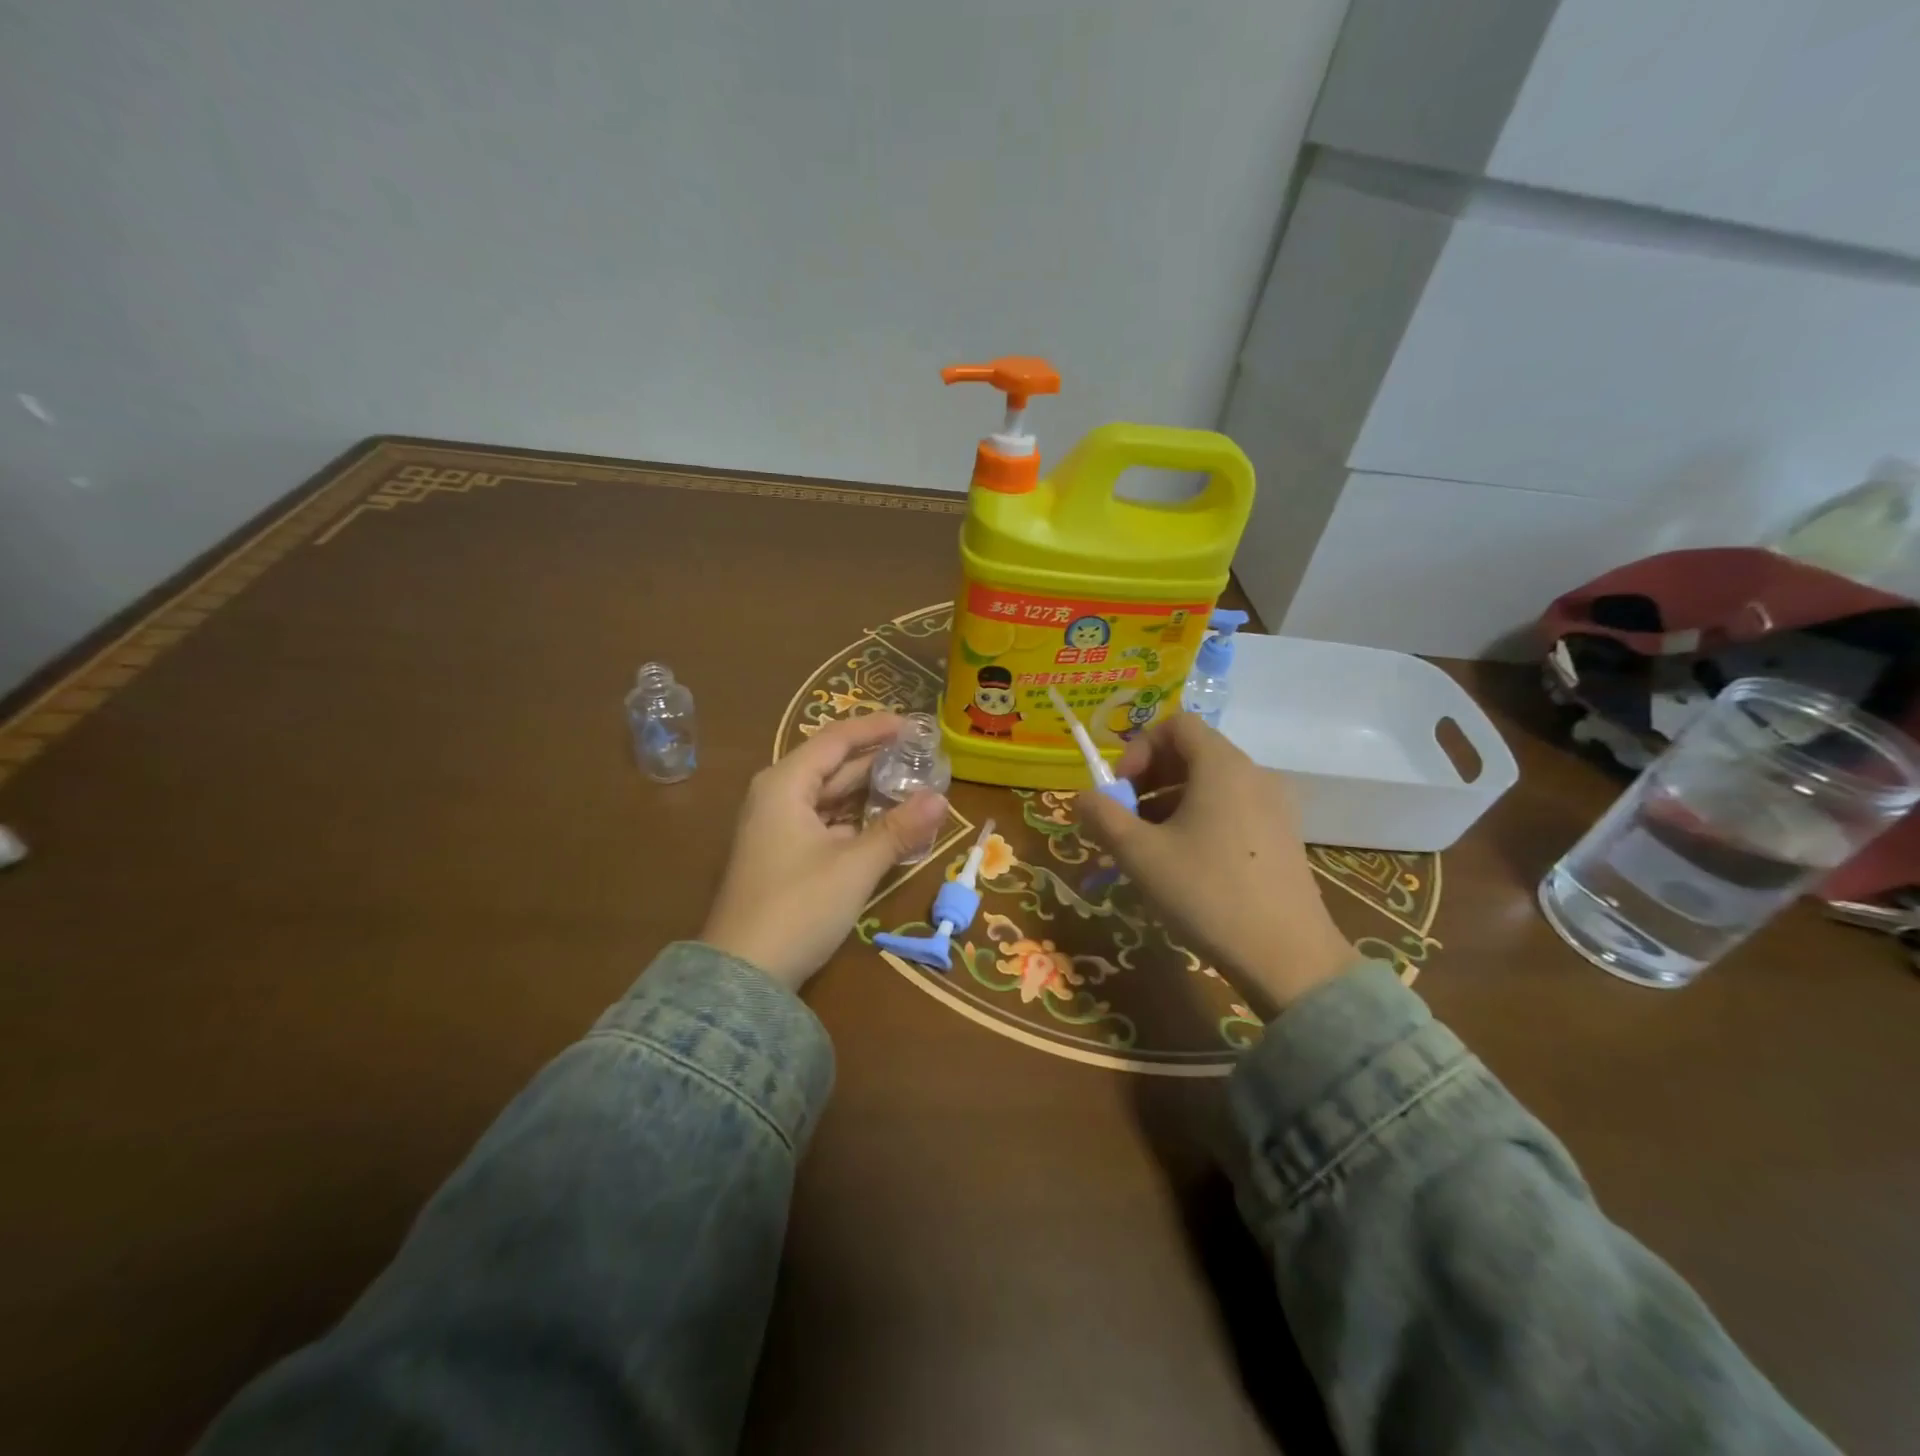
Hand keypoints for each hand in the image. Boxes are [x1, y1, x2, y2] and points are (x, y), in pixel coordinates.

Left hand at [701, 713, 947, 991]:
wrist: (743, 975)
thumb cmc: (798, 906)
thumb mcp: (855, 865)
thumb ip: (898, 829)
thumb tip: (941, 799)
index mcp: (785, 785)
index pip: (835, 740)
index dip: (874, 729)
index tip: (912, 724)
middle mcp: (776, 798)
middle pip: (832, 767)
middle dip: (875, 762)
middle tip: (920, 756)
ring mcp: (775, 830)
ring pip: (829, 799)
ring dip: (867, 794)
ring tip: (911, 787)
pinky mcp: (781, 858)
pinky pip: (824, 825)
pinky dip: (854, 822)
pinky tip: (884, 826)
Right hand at [1076, 713, 1356, 1015]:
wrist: (1288, 958)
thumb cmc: (1208, 894)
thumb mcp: (1140, 855)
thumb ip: (1103, 816)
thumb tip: (1083, 797)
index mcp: (1223, 766)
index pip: (1176, 724)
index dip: (1139, 748)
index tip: (1120, 790)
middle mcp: (1254, 775)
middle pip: (1192, 752)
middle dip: (1149, 778)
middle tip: (1125, 819)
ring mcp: (1274, 806)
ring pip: (1210, 784)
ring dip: (1169, 801)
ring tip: (1147, 846)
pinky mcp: (1283, 837)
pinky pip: (1231, 809)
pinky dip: (1199, 819)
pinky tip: (1184, 864)